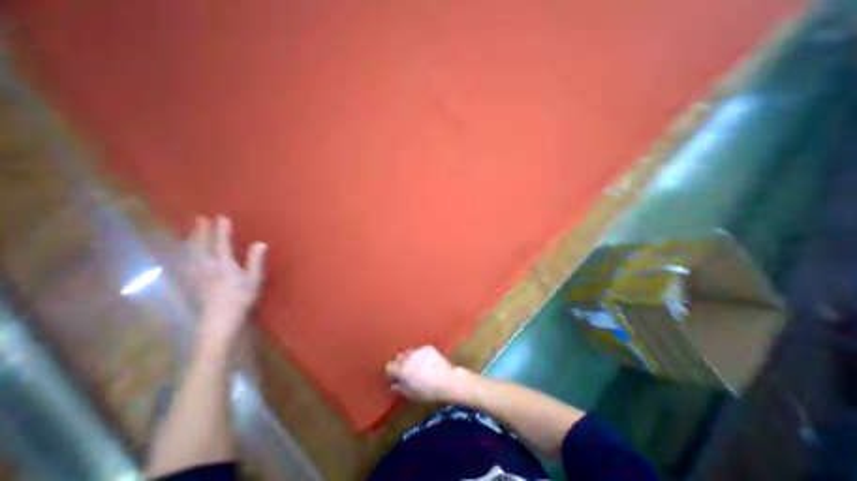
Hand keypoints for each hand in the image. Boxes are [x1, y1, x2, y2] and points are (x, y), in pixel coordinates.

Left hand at [189, 215, 265, 349]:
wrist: (220, 318)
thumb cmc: (241, 297)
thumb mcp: (254, 278)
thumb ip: (256, 260)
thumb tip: (260, 242)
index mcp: (224, 264)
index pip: (221, 243)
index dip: (221, 230)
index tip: (221, 217)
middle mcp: (207, 266)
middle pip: (201, 245)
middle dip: (200, 231)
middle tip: (199, 218)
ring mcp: (196, 274)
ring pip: (190, 252)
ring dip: (190, 239)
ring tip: (190, 230)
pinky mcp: (192, 282)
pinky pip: (185, 263)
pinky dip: (184, 254)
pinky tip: (184, 253)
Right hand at [387, 348, 474, 403]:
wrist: (446, 379)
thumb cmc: (428, 391)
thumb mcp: (412, 394)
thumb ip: (400, 388)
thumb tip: (392, 385)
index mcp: (402, 370)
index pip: (389, 366)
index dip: (391, 371)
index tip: (395, 375)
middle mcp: (408, 358)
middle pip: (398, 357)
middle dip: (400, 363)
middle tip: (406, 371)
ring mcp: (418, 351)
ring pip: (409, 352)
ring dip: (410, 358)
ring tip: (417, 365)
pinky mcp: (427, 347)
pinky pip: (420, 350)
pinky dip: (420, 355)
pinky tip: (427, 362)